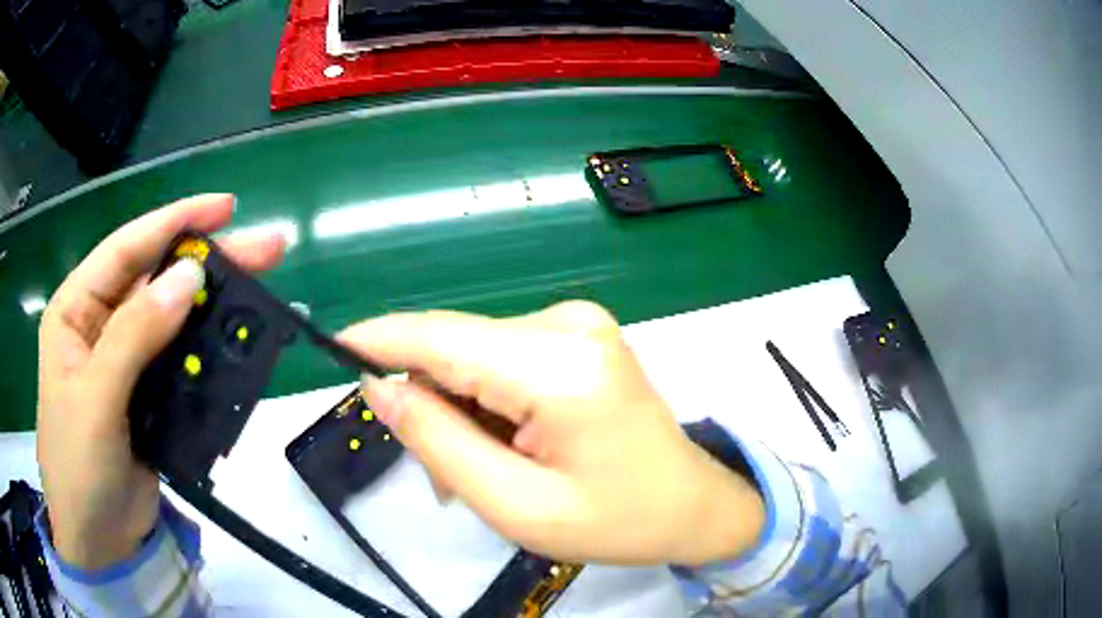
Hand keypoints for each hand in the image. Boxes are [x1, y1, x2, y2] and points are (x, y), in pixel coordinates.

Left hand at [37, 195, 285, 569]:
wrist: (98, 542)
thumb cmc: (78, 470)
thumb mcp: (96, 401)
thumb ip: (135, 336)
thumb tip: (189, 277)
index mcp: (76, 311)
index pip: (125, 250)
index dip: (173, 223)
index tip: (226, 208)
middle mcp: (100, 326)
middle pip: (155, 280)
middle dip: (206, 261)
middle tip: (265, 248)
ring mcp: (126, 364)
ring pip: (172, 321)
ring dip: (212, 309)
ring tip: (259, 295)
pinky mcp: (148, 398)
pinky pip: (181, 363)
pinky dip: (208, 353)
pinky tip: (236, 344)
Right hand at [338, 302, 764, 565]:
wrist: (691, 504)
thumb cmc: (616, 520)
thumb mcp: (517, 505)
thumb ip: (438, 441)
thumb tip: (379, 387)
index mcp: (560, 368)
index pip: (442, 338)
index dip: (381, 339)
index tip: (332, 348)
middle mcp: (568, 325)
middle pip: (456, 350)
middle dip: (432, 408)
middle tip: (446, 480)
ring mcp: (578, 324)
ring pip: (475, 358)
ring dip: (462, 413)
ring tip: (487, 473)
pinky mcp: (579, 336)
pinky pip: (503, 360)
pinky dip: (488, 403)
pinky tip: (508, 446)